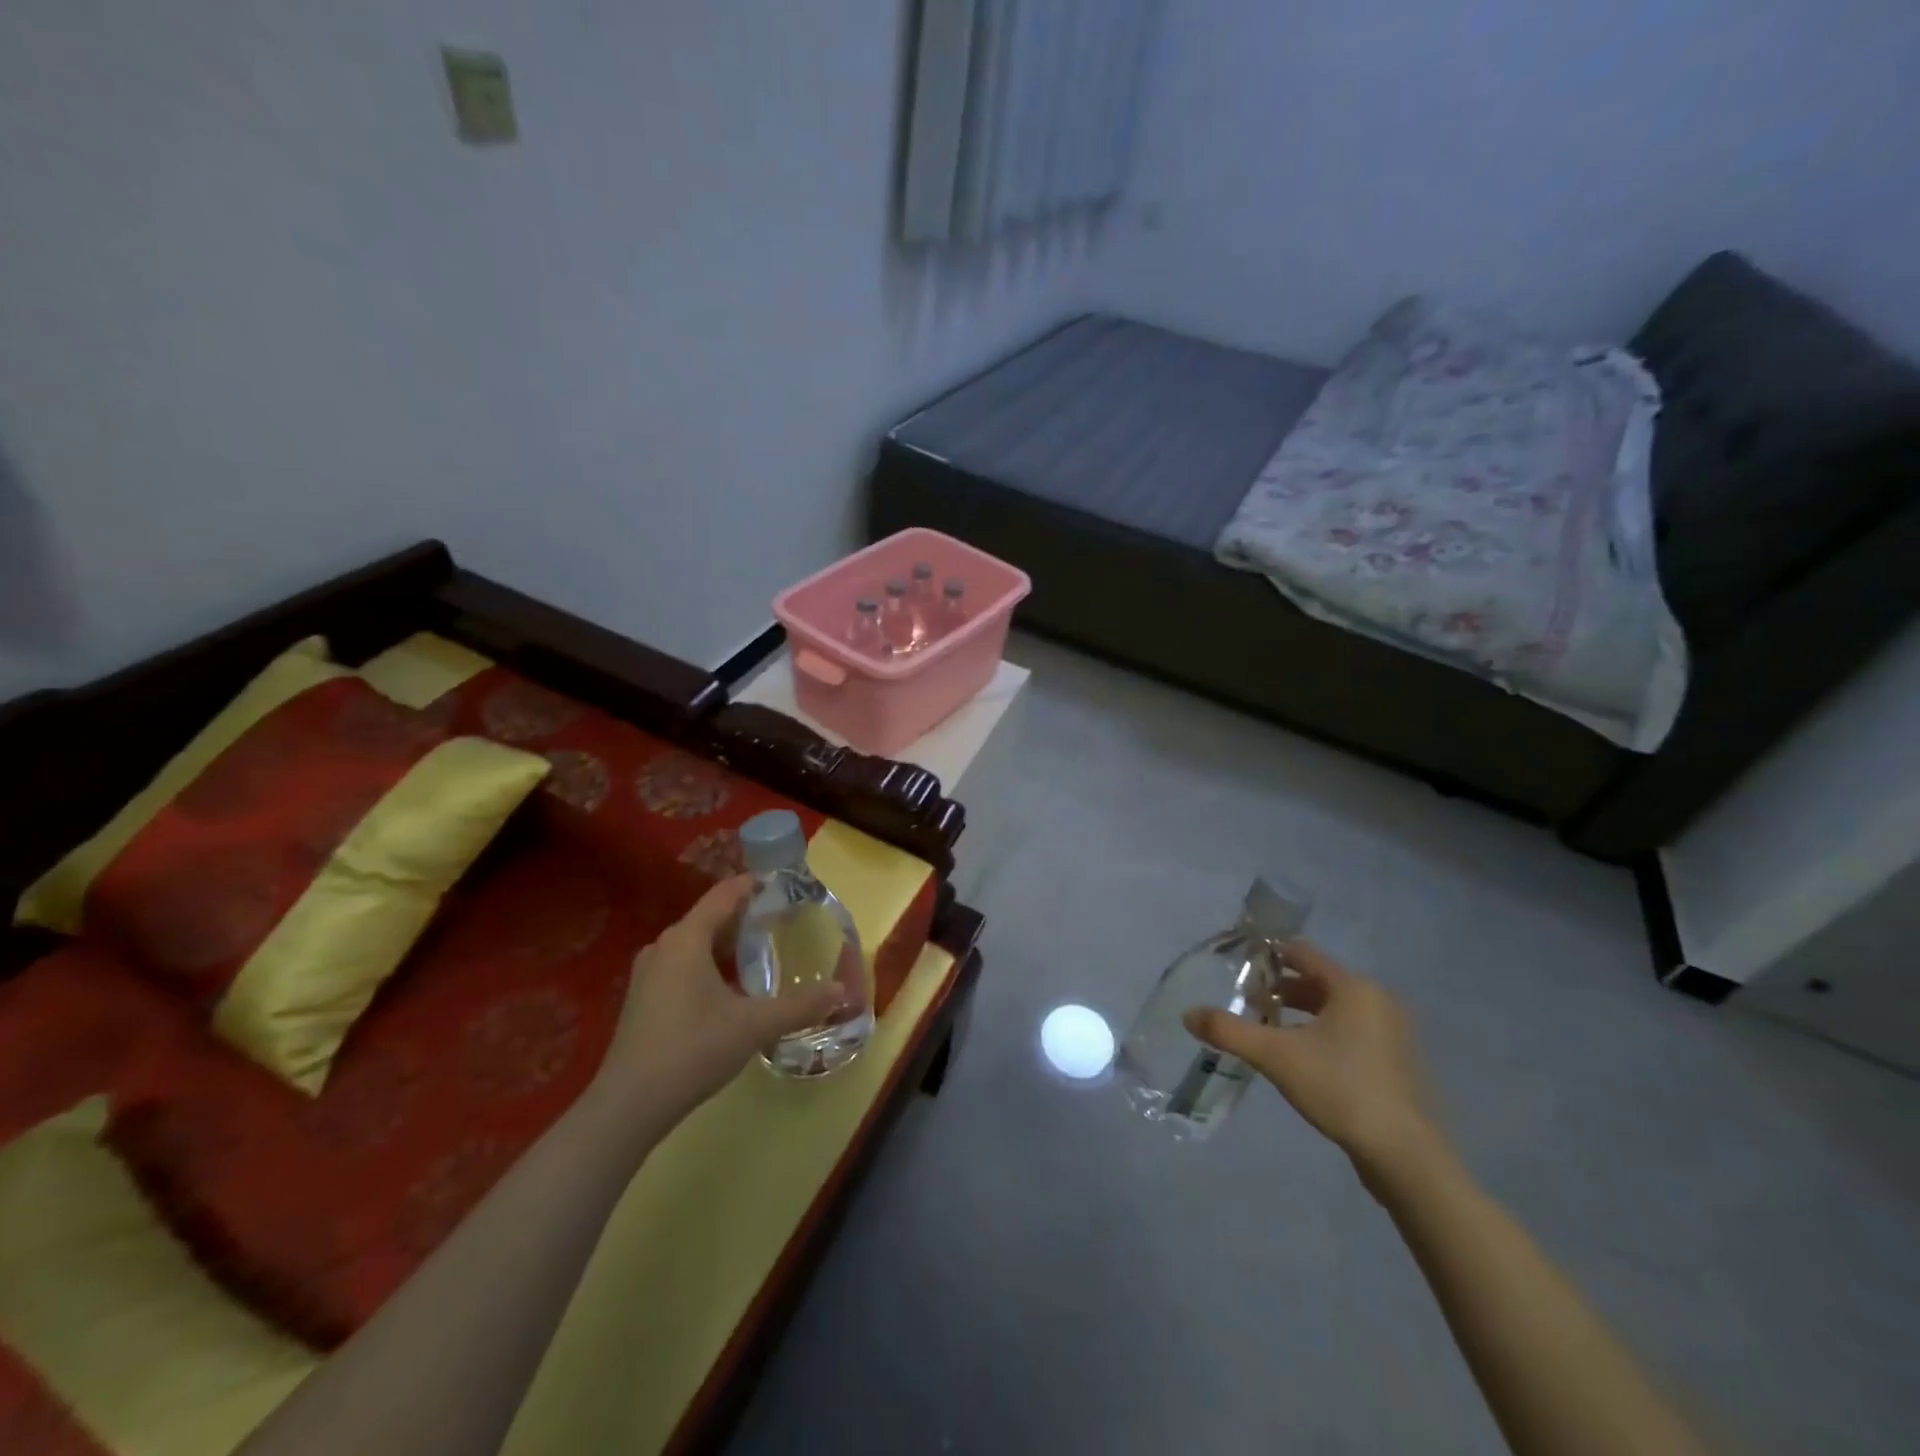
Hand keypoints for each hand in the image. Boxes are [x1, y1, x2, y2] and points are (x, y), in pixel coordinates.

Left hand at [595, 877, 844, 1131]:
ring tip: (762, 950)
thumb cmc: (693, 1050)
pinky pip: (683, 965)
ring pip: (695, 944)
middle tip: (782, 920)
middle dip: (745, 916)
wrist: (629, 1106)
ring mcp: (648, 974)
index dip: (753, 884)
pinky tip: (731, 987)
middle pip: (709, 918)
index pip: (724, 895)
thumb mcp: (754, 1026)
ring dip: (727, 944)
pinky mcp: (643, 1000)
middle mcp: (664, 947)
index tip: (782, 882)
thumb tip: (841, 991)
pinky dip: (710, 965)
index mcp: (686, 939)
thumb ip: (800, 1006)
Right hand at [1184, 940, 1443, 1180]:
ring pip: (1335, 1008)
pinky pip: (1351, 1032)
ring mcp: (1392, 1033)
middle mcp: (1377, 1001)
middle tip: (1248, 1000)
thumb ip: (1229, 1031)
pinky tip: (1301, 1057)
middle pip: (1319, 981)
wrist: (1404, 1155)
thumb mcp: (1275, 1056)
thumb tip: (1187, 1014)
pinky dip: (1323, 1033)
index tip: (1239, 965)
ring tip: (1268, 1029)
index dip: (1268, 955)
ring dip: (1301, 1013)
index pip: (1302, 954)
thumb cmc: (1340, 1088)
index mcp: (1353, 988)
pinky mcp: (1396, 1063)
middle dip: (1281, 988)